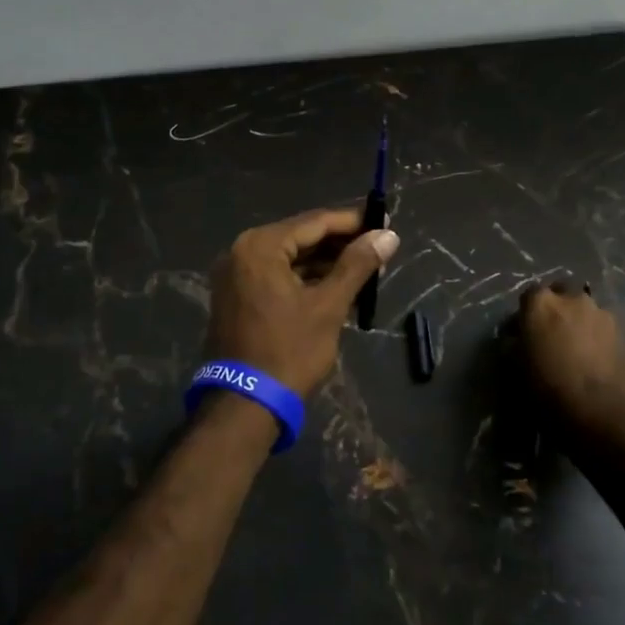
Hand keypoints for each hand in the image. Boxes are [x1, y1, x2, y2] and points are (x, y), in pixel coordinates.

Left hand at [204, 207, 399, 398]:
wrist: (244, 404)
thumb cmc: (289, 351)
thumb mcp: (328, 306)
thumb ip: (357, 265)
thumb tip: (387, 235)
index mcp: (261, 246)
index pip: (314, 222)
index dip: (352, 221)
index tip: (384, 220)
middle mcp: (242, 251)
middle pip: (301, 237)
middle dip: (341, 243)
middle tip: (379, 247)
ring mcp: (236, 274)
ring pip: (290, 257)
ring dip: (325, 262)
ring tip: (366, 267)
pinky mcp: (237, 295)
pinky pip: (278, 274)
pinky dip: (306, 278)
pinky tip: (337, 284)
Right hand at [519, 282, 624, 438]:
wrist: (607, 418)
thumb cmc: (552, 391)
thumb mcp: (518, 369)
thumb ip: (516, 345)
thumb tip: (516, 339)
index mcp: (542, 303)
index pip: (529, 295)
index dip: (527, 314)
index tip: (524, 333)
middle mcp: (575, 299)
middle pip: (563, 294)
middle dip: (558, 310)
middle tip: (554, 336)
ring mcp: (605, 315)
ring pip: (588, 312)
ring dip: (581, 324)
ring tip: (579, 352)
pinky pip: (607, 331)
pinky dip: (600, 340)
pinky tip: (598, 364)